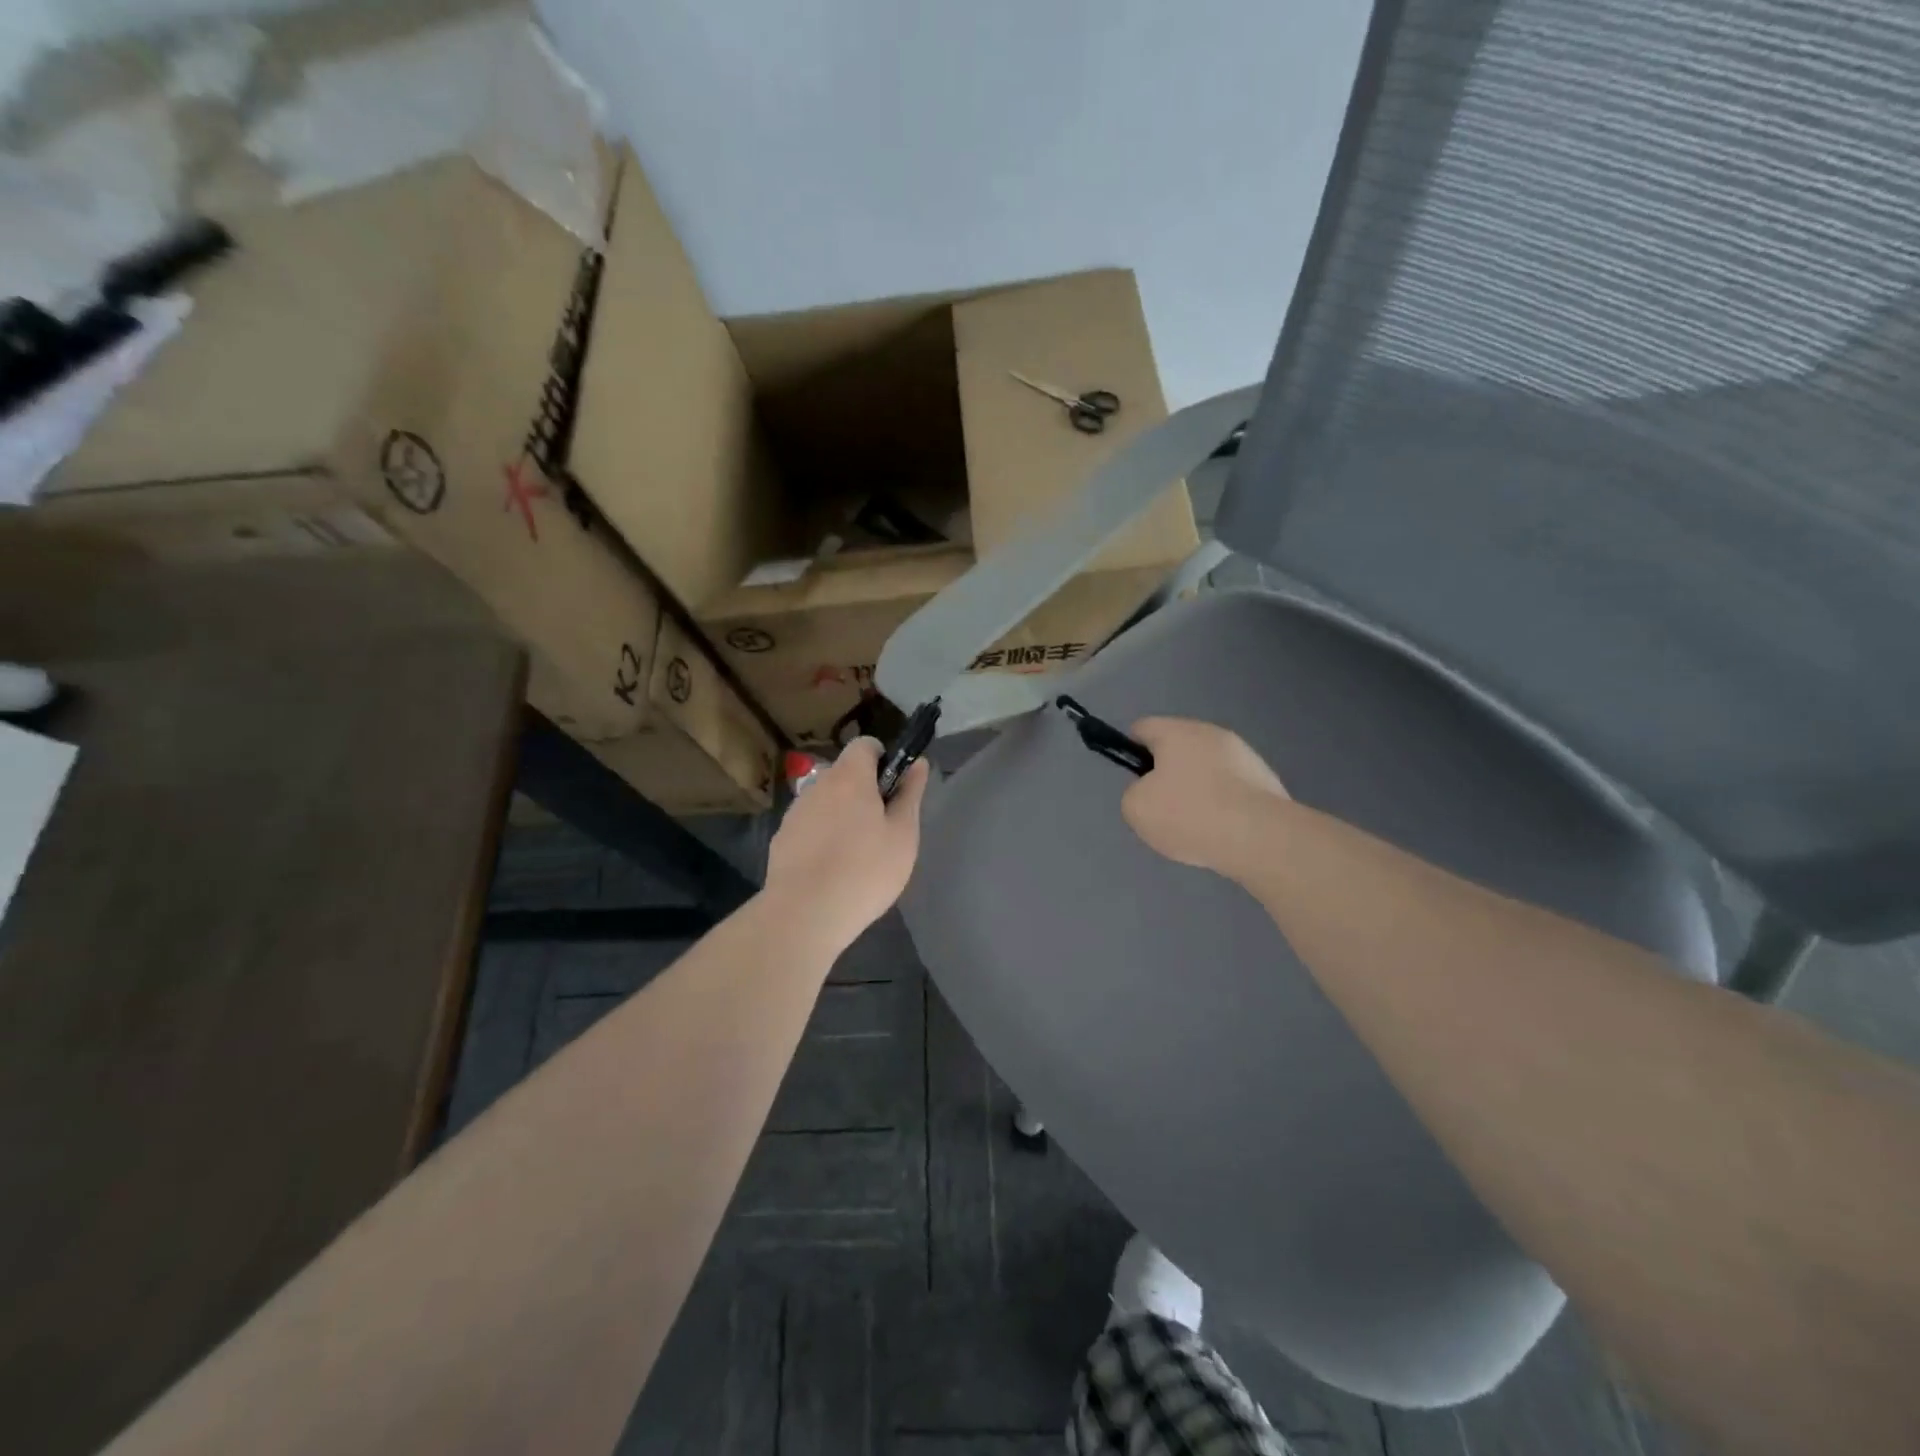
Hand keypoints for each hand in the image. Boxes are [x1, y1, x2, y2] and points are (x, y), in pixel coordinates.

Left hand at [764, 738, 929, 950]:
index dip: (883, 758)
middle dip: (864, 791)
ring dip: (842, 815)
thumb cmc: (865, 871)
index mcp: (849, 777)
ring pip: (825, 802)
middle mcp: (818, 786)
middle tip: (883, 828)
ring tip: (856, 855)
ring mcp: (795, 813)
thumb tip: (918, 764)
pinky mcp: (781, 840)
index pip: (864, 744)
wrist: (804, 914)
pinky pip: (809, 827)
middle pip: (844, 774)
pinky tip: (832, 870)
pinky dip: (822, 838)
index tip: (894, 787)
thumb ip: (910, 794)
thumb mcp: (903, 835)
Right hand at [1121, 717, 1289, 875]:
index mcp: (1176, 732)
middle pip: (1178, 749)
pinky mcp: (1266, 781)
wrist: (1260, 838)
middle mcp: (1211, 733)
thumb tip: (1151, 792)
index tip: (1135, 783)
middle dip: (1167, 776)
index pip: (1143, 728)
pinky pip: (1232, 790)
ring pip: (1207, 770)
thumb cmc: (1189, 814)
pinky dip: (1223, 807)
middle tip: (1162, 810)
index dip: (1131, 751)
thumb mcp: (1136, 808)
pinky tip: (1221, 833)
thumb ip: (1134, 793)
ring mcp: (1244, 756)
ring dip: (1198, 791)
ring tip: (1195, 828)